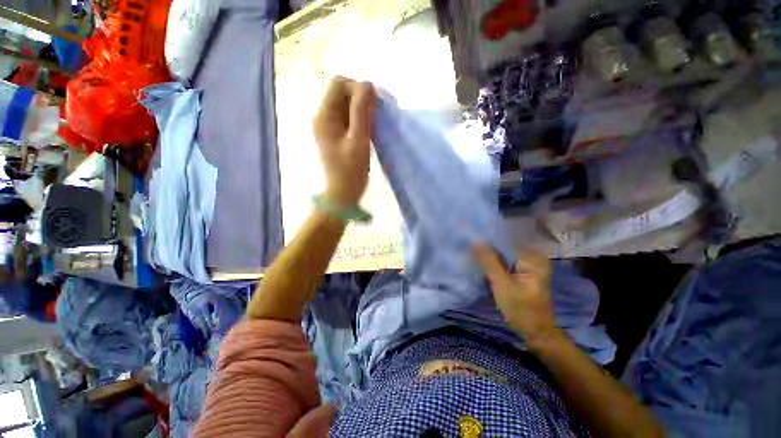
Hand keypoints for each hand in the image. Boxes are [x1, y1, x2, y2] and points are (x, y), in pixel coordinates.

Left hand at [313, 76, 375, 207]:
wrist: (343, 194)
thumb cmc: (350, 171)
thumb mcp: (358, 141)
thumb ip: (362, 111)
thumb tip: (367, 84)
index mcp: (324, 116)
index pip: (339, 84)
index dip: (358, 88)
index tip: (375, 105)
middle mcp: (324, 117)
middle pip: (343, 93)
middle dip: (362, 99)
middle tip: (377, 116)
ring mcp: (330, 126)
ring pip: (348, 105)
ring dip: (363, 110)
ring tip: (375, 125)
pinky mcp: (337, 135)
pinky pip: (350, 118)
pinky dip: (362, 120)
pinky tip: (370, 131)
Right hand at [473, 243, 556, 345]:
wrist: (534, 332)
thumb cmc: (521, 309)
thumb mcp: (501, 283)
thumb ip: (488, 261)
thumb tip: (475, 240)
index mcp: (533, 258)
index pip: (505, 242)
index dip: (487, 241)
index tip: (471, 241)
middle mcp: (532, 258)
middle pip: (504, 249)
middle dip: (487, 250)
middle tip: (469, 249)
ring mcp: (526, 266)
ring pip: (502, 257)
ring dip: (488, 258)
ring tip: (472, 256)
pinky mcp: (521, 273)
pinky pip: (504, 264)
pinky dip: (493, 266)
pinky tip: (481, 266)